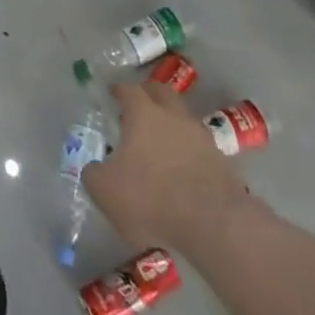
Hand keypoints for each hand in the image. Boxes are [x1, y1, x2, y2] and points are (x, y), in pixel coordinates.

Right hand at [84, 81, 252, 252]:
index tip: (112, 95)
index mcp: (143, 113)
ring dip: (171, 125)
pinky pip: (199, 146)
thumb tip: (95, 168)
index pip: (129, 89)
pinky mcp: (222, 161)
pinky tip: (181, 171)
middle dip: (148, 95)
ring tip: (160, 145)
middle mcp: (174, 115)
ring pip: (183, 118)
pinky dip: (188, 152)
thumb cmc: (151, 198)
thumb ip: (93, 173)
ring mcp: (201, 136)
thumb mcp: (105, 190)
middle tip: (137, 109)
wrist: (213, 225)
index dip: (118, 90)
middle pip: (161, 92)